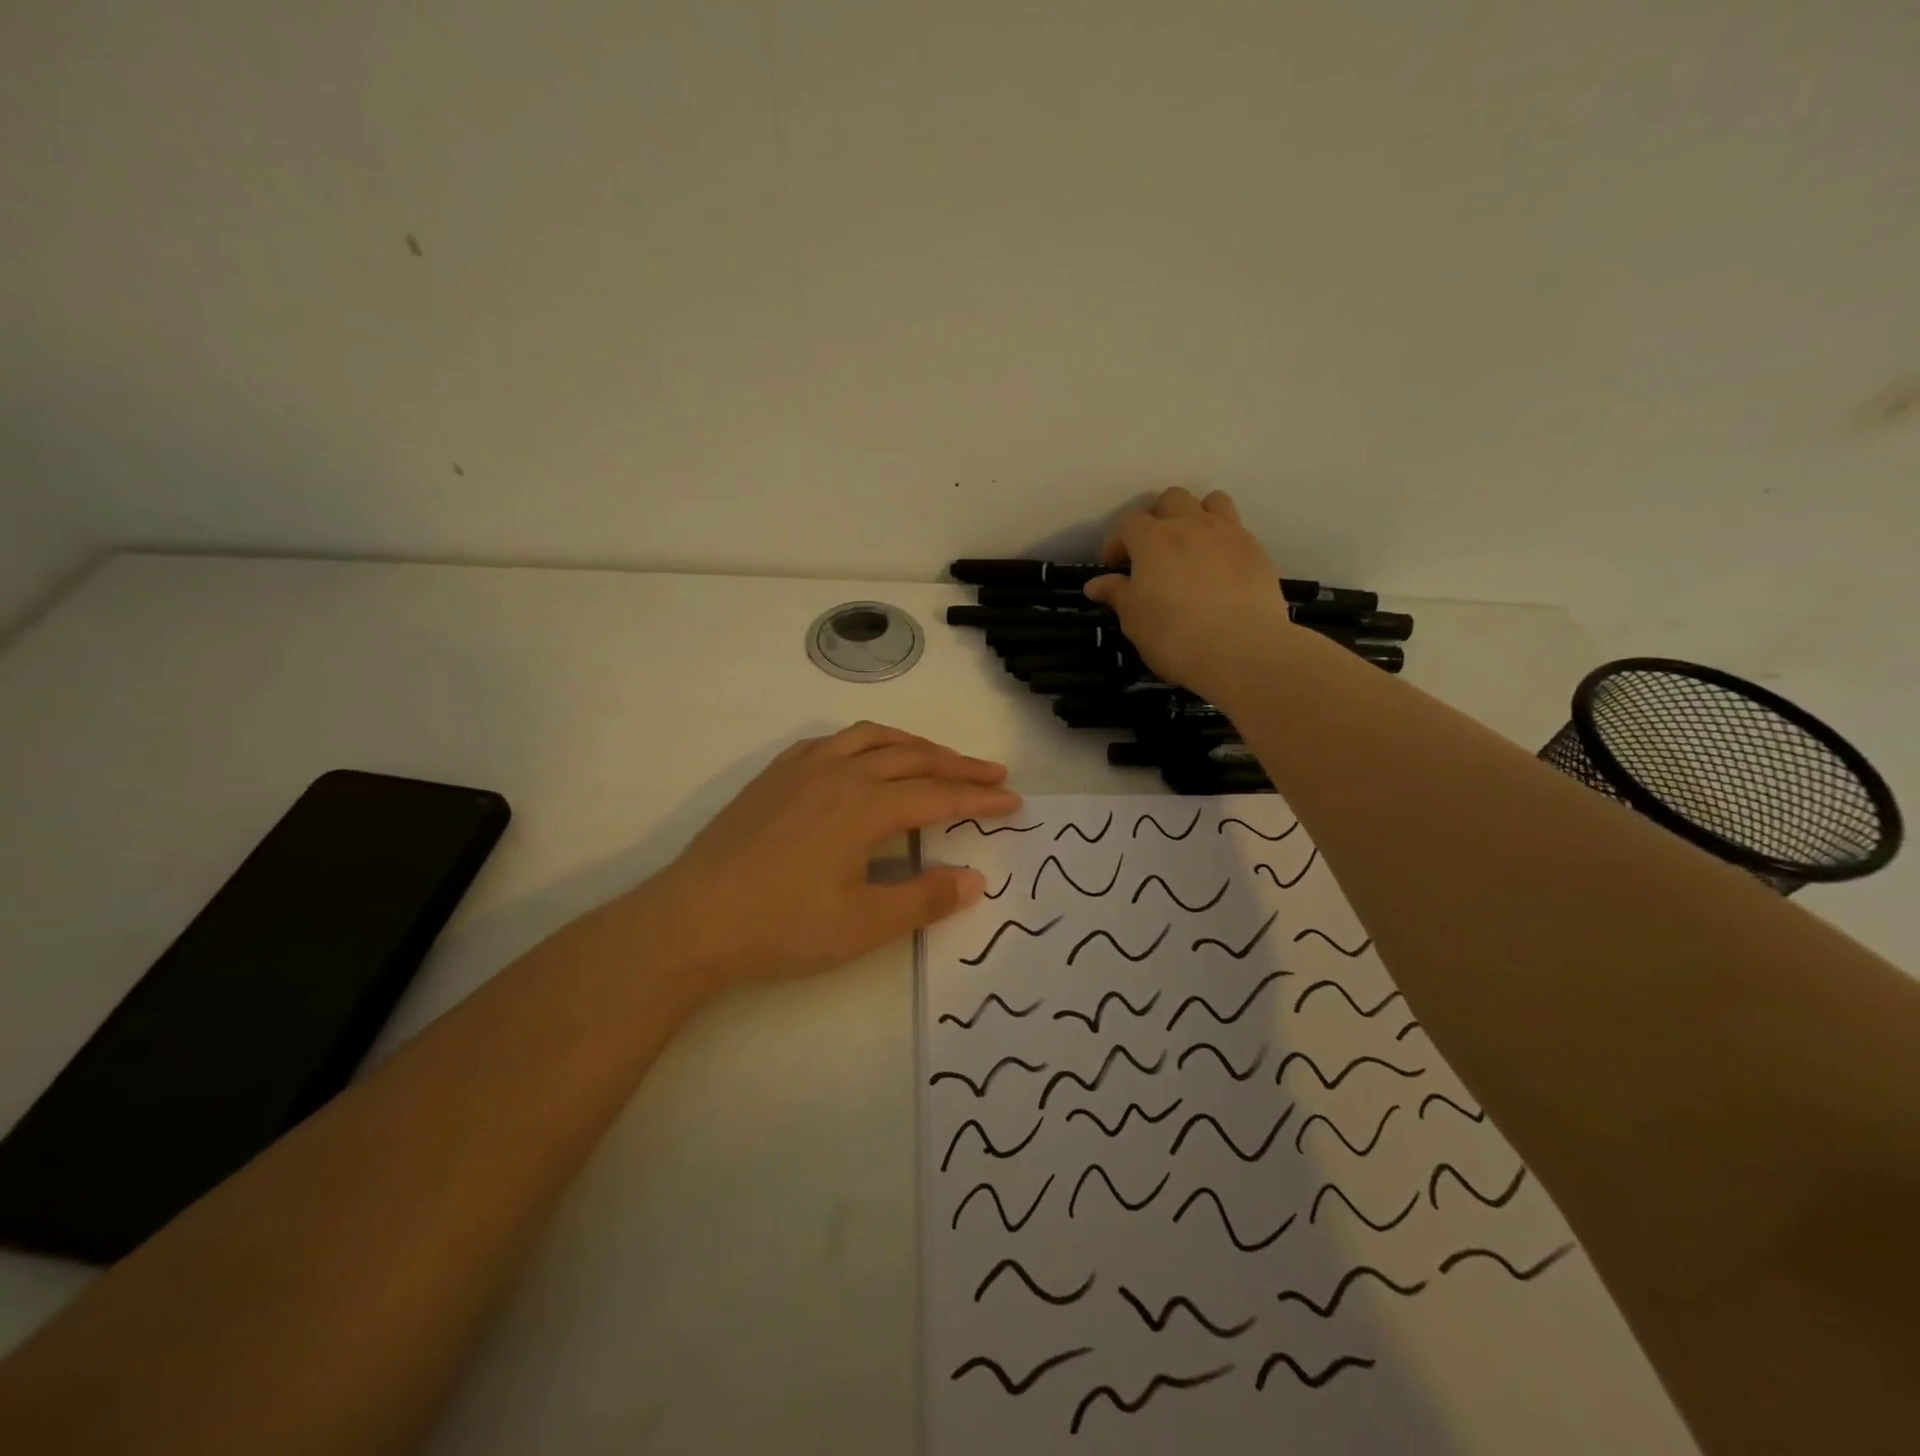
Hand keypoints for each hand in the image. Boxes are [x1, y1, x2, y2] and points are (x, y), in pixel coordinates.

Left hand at [636, 722, 1019, 988]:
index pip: (938, 795)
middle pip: (912, 757)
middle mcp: (838, 773)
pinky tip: (863, 758)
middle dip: (957, 764)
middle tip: (992, 773)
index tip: (1014, 801)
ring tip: (938, 757)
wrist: (690, 921)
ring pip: (871, 739)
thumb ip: (923, 899)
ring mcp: (801, 770)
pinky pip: (831, 742)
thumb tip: (974, 880)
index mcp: (865, 806)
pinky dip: (864, 743)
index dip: (979, 798)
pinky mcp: (773, 777)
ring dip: (913, 744)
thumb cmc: (781, 926)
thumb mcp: (862, 925)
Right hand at [1083, 487, 1293, 694]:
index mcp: (1153, 539)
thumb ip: (1116, 594)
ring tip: (1190, 546)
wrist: (1242, 650)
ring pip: (1211, 502)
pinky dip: (1222, 539)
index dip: (1116, 541)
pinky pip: (1236, 529)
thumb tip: (1095, 584)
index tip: (1113, 565)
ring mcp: (1228, 534)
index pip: (1127, 523)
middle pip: (1171, 499)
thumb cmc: (1175, 637)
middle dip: (1157, 518)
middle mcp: (1190, 524)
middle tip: (1151, 550)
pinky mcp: (1257, 551)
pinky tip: (1219, 567)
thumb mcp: (1134, 620)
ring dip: (1196, 515)